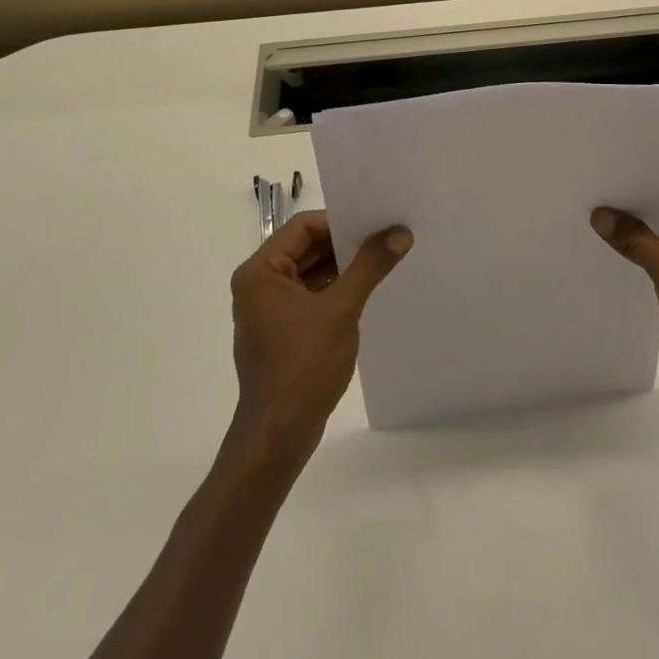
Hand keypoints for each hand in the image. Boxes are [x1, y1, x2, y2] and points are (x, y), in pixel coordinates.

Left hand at [228, 211, 411, 463]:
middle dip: (345, 243)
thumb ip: (369, 266)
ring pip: (310, 272)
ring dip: (343, 267)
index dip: (340, 222)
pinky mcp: (282, 331)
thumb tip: (399, 233)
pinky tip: (366, 292)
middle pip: (306, 247)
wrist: (278, 436)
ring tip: (382, 261)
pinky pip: (311, 296)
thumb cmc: (302, 366)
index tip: (375, 224)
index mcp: (260, 272)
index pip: (303, 227)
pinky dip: (335, 290)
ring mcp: (269, 309)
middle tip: (386, 238)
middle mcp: (259, 284)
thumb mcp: (341, 310)